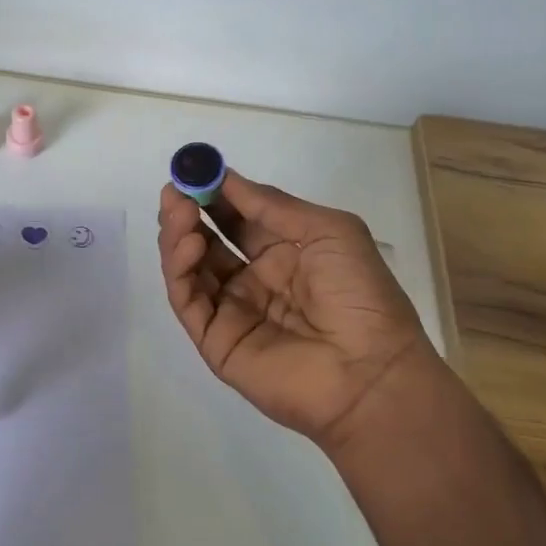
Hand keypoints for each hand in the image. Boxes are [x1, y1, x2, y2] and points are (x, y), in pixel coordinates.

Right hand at [157, 173, 437, 452]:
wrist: (370, 373)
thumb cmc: (359, 294)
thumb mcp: (329, 230)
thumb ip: (272, 205)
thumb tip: (226, 178)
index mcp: (285, 254)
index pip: (237, 219)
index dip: (214, 195)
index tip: (193, 171)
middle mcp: (254, 280)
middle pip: (207, 242)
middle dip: (188, 213)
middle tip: (174, 191)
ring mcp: (232, 312)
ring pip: (190, 269)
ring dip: (179, 236)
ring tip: (180, 213)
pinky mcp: (215, 340)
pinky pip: (188, 300)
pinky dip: (179, 270)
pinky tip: (189, 244)